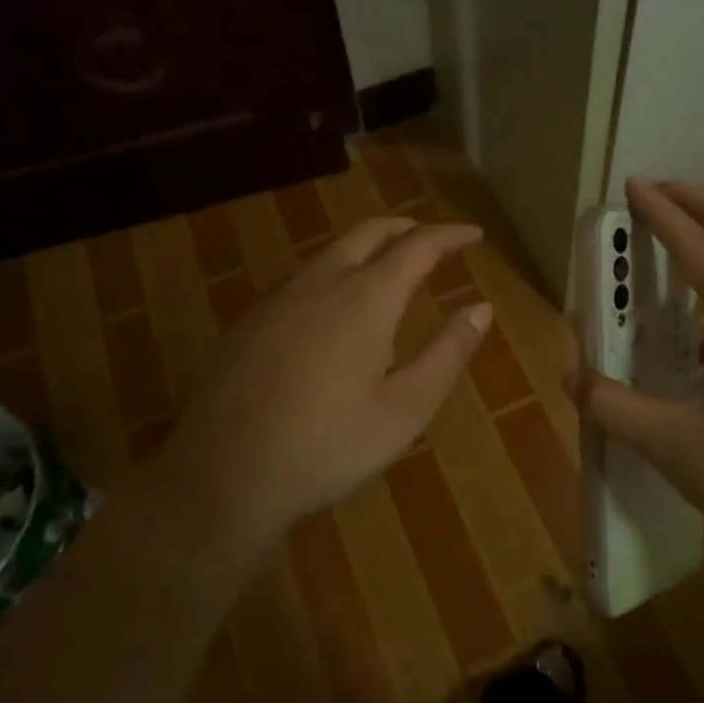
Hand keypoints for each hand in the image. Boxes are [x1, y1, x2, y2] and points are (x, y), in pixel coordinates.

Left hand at [151, 216, 491, 548]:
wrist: (222, 473)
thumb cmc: (327, 445)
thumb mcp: (405, 409)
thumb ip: (447, 353)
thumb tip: (481, 308)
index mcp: (365, 298)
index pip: (418, 246)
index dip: (450, 235)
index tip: (474, 235)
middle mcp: (321, 282)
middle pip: (369, 232)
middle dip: (407, 228)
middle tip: (432, 241)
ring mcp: (278, 298)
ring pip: (332, 252)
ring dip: (368, 248)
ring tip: (390, 270)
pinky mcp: (250, 320)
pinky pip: (304, 279)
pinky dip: (336, 274)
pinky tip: (335, 311)